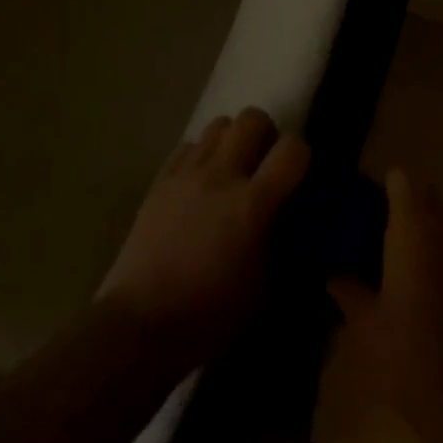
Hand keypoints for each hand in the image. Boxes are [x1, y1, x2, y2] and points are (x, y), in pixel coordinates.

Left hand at [100, 107, 307, 365]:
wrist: (141, 325)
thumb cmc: (210, 315)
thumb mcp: (264, 284)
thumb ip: (280, 239)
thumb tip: (288, 218)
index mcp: (253, 204)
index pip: (293, 148)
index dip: (302, 155)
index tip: (299, 174)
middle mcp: (221, 176)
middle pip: (252, 118)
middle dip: (266, 134)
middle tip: (265, 164)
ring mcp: (186, 174)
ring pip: (218, 124)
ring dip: (233, 140)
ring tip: (232, 170)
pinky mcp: (160, 181)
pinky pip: (188, 146)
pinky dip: (202, 154)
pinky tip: (201, 183)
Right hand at [327, 169, 442, 441]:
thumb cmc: (407, 357)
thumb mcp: (364, 326)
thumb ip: (347, 290)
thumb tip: (332, 272)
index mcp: (413, 234)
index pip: (404, 181)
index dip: (386, 184)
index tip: (367, 201)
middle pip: (430, 198)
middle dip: (408, 205)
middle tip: (380, 231)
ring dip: (428, 232)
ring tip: (403, 263)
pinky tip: (429, 291)